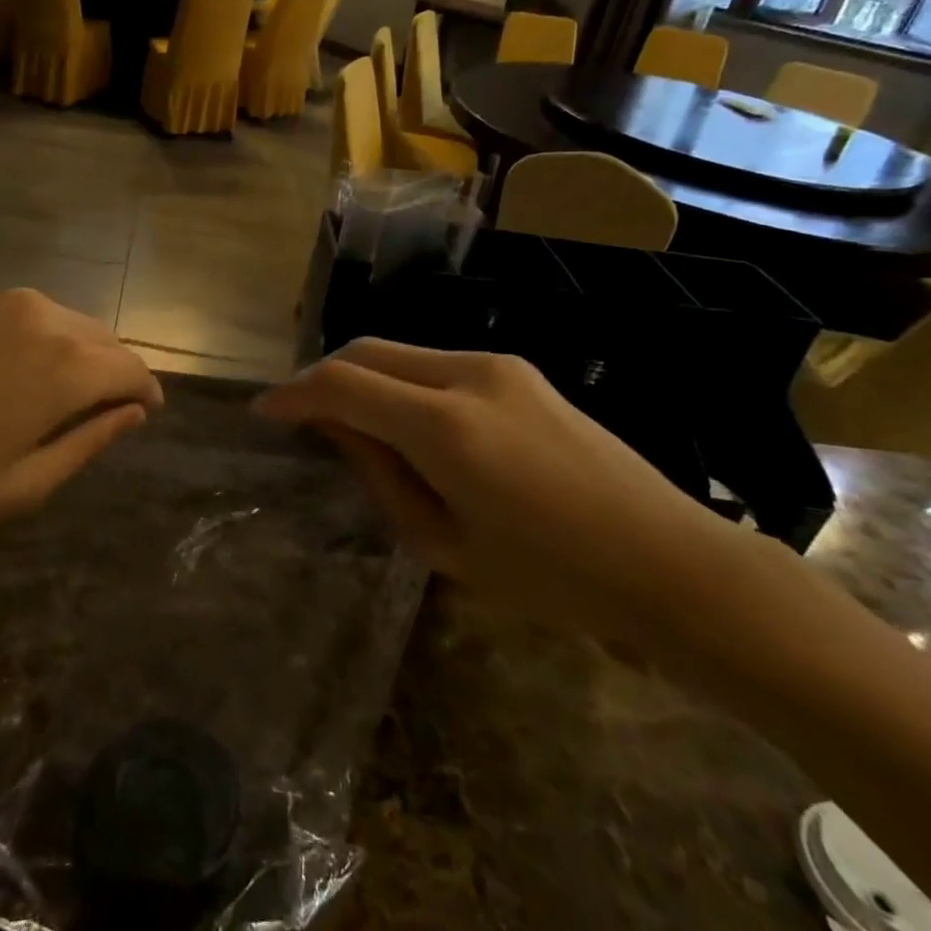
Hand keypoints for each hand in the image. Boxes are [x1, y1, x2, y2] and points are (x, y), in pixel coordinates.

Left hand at [0, 289, 162, 574]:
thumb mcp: (19, 486)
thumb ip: (86, 443)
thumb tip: (132, 414)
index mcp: (66, 365)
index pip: (131, 368)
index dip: (146, 390)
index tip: (148, 411)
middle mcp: (40, 318)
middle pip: (99, 336)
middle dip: (113, 368)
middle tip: (108, 407)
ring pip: (59, 320)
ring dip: (73, 351)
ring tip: (58, 392)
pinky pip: (17, 315)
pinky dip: (31, 339)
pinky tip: (3, 372)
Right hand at [254, 340, 744, 646]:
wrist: (667, 561)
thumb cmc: (551, 578)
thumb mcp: (444, 543)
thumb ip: (379, 474)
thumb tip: (334, 427)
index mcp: (446, 426)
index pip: (343, 385)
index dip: (294, 394)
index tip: (264, 412)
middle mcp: (468, 374)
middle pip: (368, 352)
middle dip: (323, 377)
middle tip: (298, 415)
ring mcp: (498, 365)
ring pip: (401, 353)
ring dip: (363, 378)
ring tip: (348, 423)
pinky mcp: (518, 371)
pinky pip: (436, 364)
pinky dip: (401, 383)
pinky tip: (403, 421)